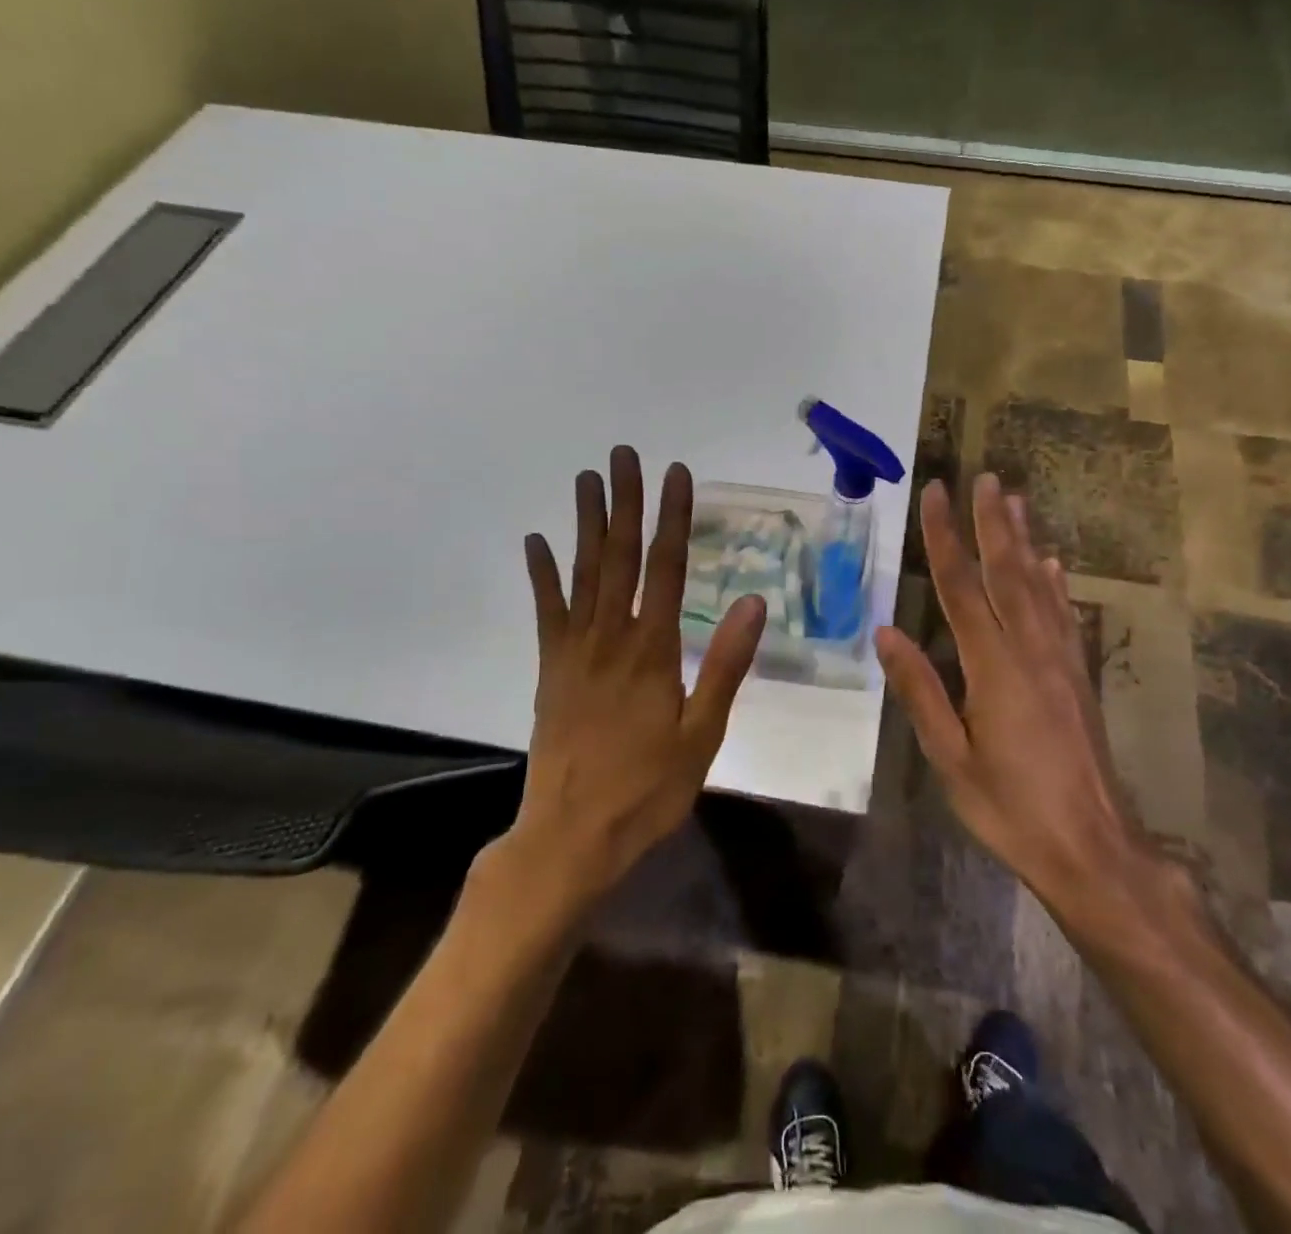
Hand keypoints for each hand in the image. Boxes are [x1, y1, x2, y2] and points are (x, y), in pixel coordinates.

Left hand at [502, 446, 764, 901]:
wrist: (571, 836)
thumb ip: (725, 664)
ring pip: (582, 573)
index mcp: (652, 650)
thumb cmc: (647, 788)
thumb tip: (752, 602)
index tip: (676, 474)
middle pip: (619, 557)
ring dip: (586, 523)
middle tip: (624, 455)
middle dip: (625, 502)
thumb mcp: (702, 733)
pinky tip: (537, 543)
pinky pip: (546, 612)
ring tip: (587, 479)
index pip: (665, 568)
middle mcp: (610, 637)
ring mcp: (574, 651)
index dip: (672, 517)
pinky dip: (542, 575)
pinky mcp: (551, 669)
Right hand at [875, 474, 1150, 908]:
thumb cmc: (1010, 807)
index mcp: (993, 666)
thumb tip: (887, 631)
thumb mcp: (950, 757)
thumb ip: (920, 691)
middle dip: (992, 522)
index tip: (936, 493)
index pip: (961, 586)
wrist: (1092, 846)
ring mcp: (1062, 660)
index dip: (945, 537)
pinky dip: (1054, 582)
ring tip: (1015, 500)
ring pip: (1039, 585)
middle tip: (985, 477)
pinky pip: (1064, 615)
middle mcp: (1031, 650)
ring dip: (1025, 540)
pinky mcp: (1080, 676)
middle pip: (1007, 572)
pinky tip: (1051, 563)